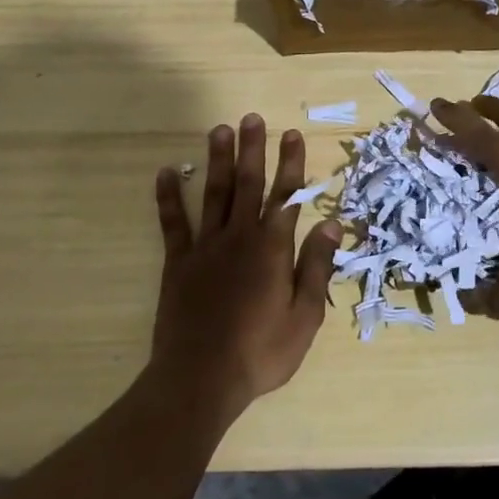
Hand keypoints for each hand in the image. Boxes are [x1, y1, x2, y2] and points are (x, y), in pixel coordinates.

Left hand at [149, 114, 338, 424]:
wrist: (201, 379)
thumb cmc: (261, 351)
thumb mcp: (305, 315)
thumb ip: (317, 266)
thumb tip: (332, 224)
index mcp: (273, 248)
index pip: (287, 196)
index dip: (291, 164)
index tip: (292, 134)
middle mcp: (240, 237)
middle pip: (248, 184)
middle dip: (252, 149)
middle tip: (252, 118)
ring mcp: (205, 247)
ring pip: (213, 194)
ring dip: (217, 160)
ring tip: (219, 129)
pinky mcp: (178, 263)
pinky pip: (173, 223)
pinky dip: (169, 197)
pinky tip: (166, 173)